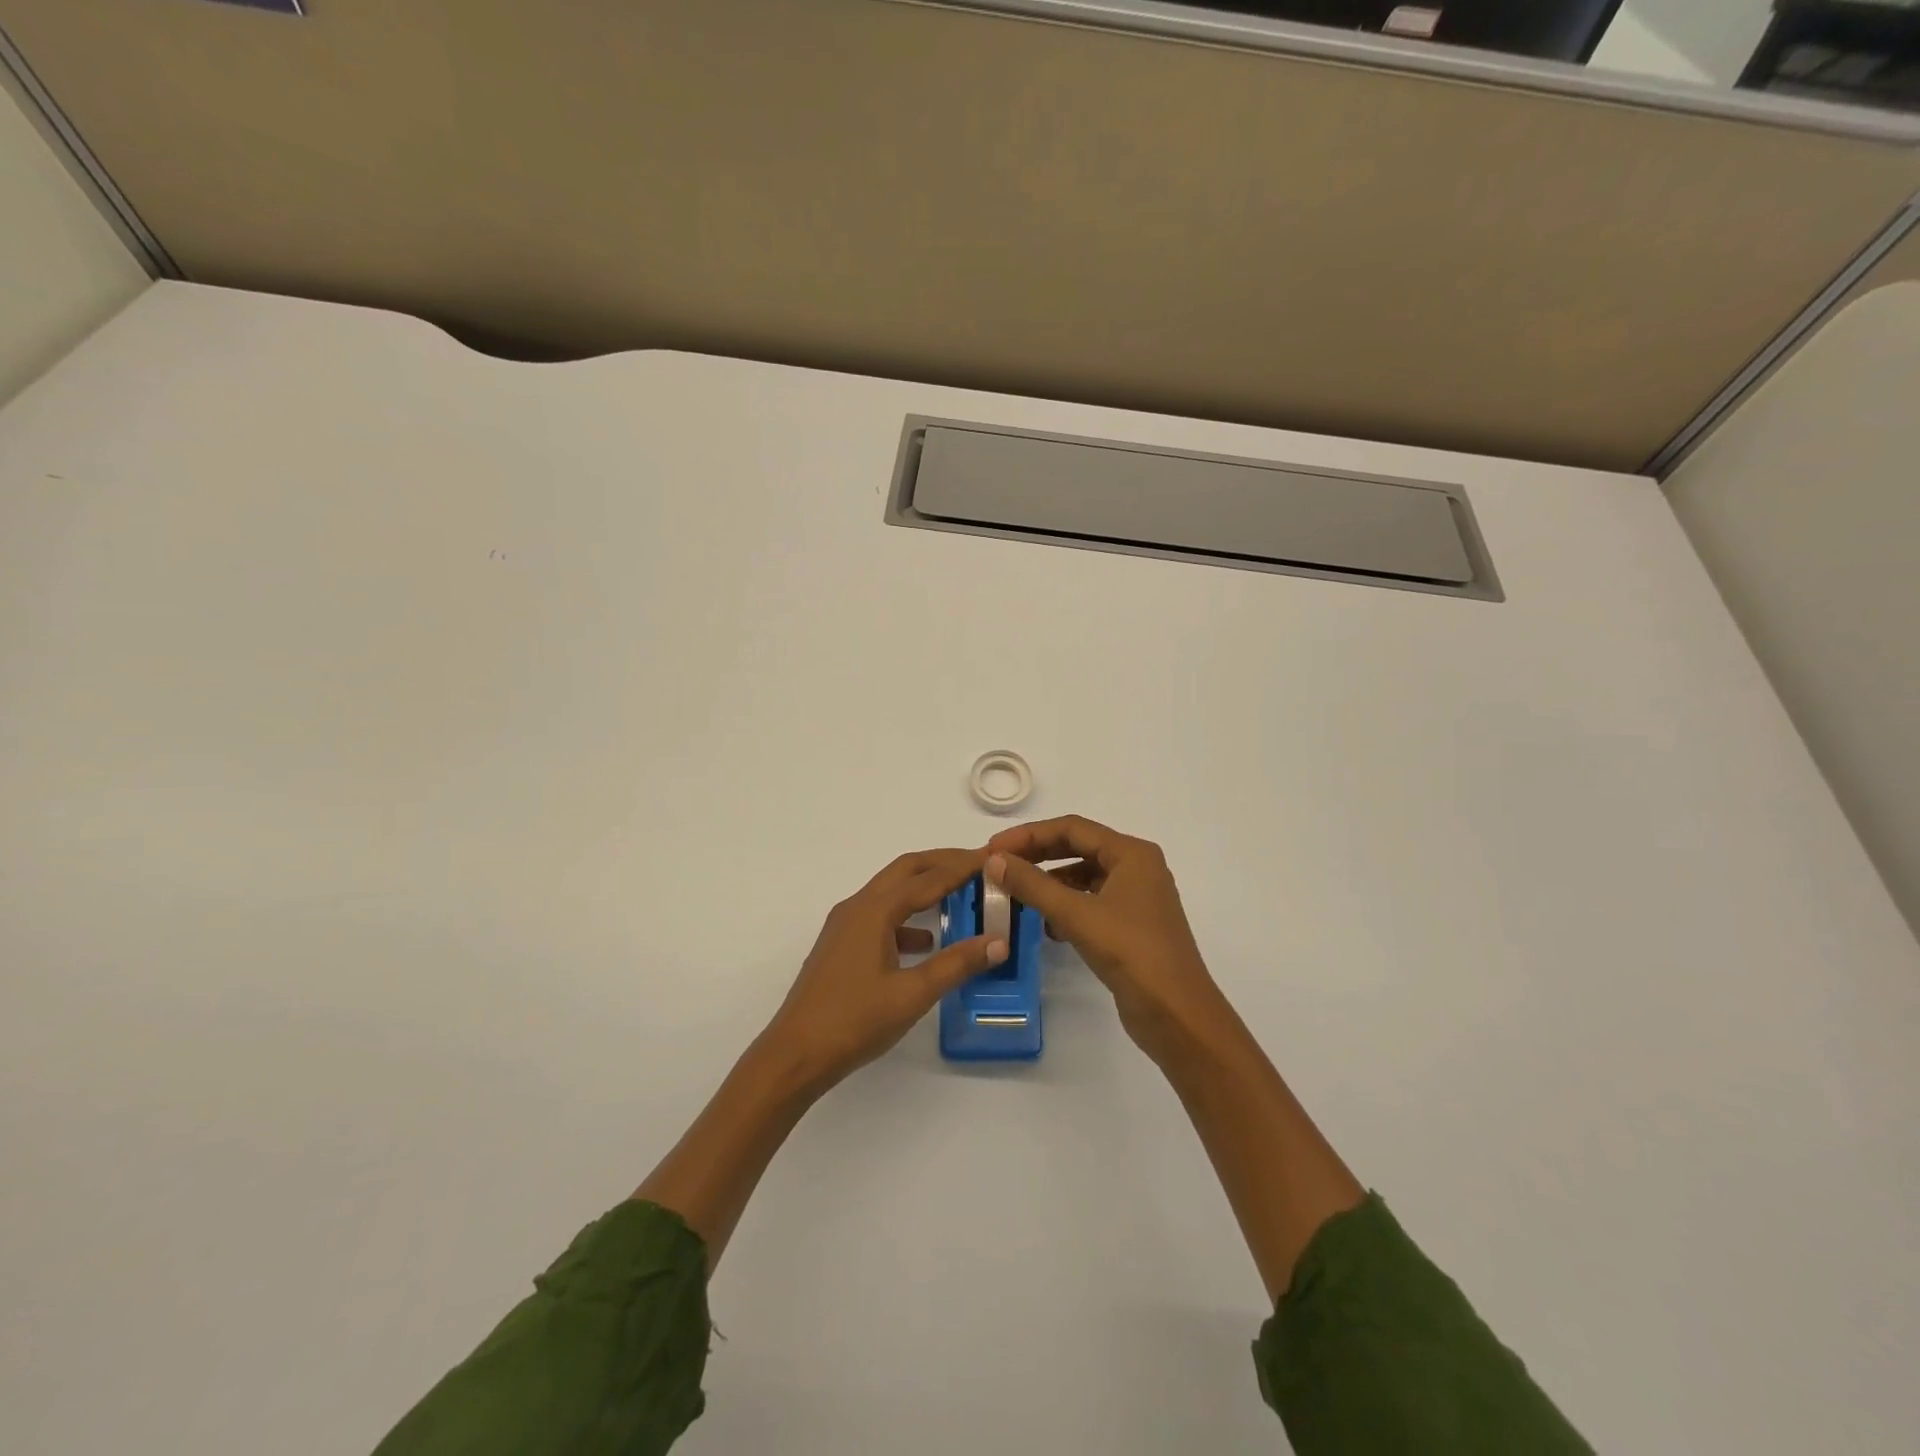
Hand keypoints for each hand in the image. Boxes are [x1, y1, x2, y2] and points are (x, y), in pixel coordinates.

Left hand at [761, 848, 1006, 1094]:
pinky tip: (926, 941)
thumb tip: (999, 941)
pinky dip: (907, 917)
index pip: (928, 878)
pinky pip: (880, 916)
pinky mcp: (841, 945)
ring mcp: (845, 925)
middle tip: (979, 865)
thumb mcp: (913, 994)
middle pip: (906, 870)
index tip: (993, 856)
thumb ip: (957, 964)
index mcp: (875, 910)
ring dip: (924, 887)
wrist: (795, 1054)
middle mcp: (858, 906)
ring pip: (891, 891)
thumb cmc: (855, 1021)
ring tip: (959, 895)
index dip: (963, 866)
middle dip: (942, 863)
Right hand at [985, 816, 1229, 1064]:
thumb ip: (1033, 885)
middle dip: (1037, 856)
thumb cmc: (1131, 953)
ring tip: (1016, 896)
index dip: (1029, 835)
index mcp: (1131, 853)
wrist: (1178, 1015)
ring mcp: (1136, 897)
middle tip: (999, 867)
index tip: (993, 849)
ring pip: (1083, 877)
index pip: (1072, 828)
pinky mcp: (1131, 925)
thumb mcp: (1077, 915)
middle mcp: (1136, 867)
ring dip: (1049, 883)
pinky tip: (1046, 926)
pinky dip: (1066, 907)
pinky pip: (1090, 902)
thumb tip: (994, 861)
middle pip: (1078, 848)